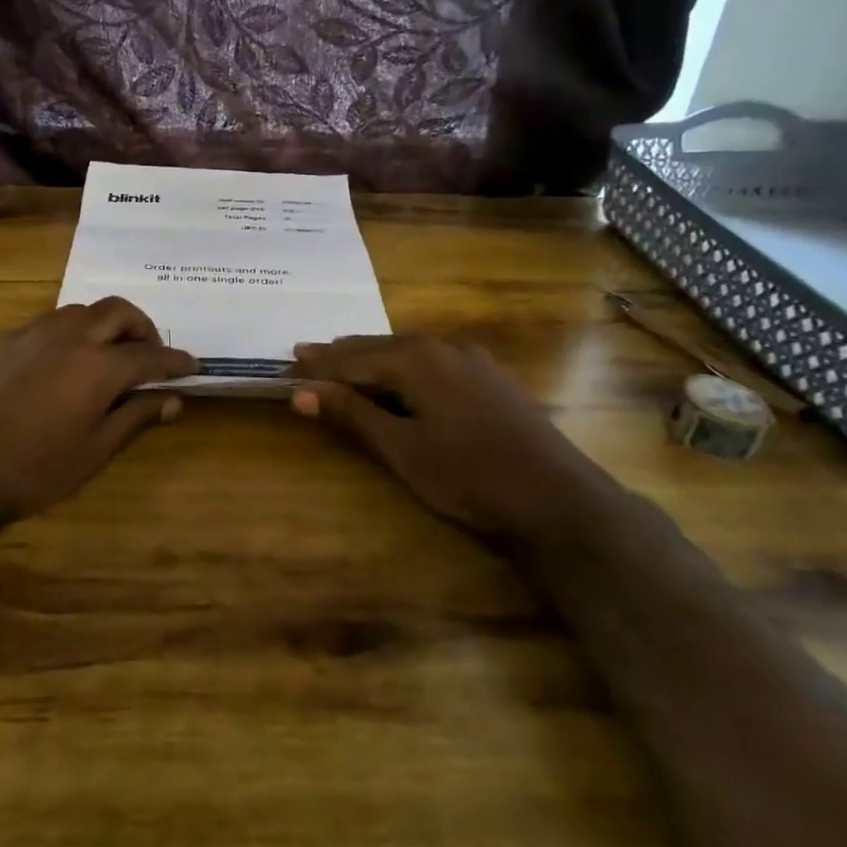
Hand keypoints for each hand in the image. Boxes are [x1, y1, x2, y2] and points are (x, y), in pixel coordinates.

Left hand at [0, 297, 193, 548]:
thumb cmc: (29, 471)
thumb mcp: (92, 452)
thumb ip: (135, 418)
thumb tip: (172, 399)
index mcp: (99, 366)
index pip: (151, 355)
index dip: (175, 361)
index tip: (191, 366)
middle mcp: (70, 337)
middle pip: (119, 312)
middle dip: (143, 328)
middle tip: (151, 354)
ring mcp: (33, 333)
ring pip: (83, 311)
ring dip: (107, 325)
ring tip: (110, 355)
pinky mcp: (6, 340)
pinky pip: (52, 322)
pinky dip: (75, 332)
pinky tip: (66, 362)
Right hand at [289, 335, 620, 541]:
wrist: (557, 500)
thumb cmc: (469, 476)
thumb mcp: (402, 449)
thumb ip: (353, 416)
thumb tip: (302, 392)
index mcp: (417, 360)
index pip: (354, 359)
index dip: (320, 365)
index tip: (288, 362)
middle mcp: (443, 348)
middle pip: (380, 347)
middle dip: (342, 353)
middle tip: (306, 352)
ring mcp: (472, 360)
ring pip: (408, 350)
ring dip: (373, 356)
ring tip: (344, 358)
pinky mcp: (490, 378)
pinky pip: (432, 360)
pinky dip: (404, 364)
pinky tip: (401, 373)